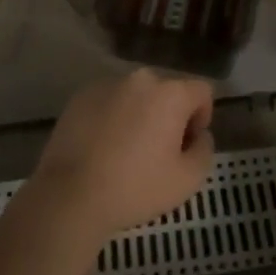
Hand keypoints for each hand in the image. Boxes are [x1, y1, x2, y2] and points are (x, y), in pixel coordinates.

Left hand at [29, 70, 214, 242]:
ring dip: (140, 114)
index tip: (187, 145)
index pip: (202, 91)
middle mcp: (140, 79)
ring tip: (127, 150)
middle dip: (170, 115)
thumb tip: (199, 135)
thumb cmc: (135, 187)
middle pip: (168, 91)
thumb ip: (205, 149)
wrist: (70, 195)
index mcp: (170, 93)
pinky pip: (109, 101)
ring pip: (136, 95)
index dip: (202, 117)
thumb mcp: (188, 180)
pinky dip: (113, 117)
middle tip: (158, 151)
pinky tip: (103, 147)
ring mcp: (106, 84)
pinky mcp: (80, 96)